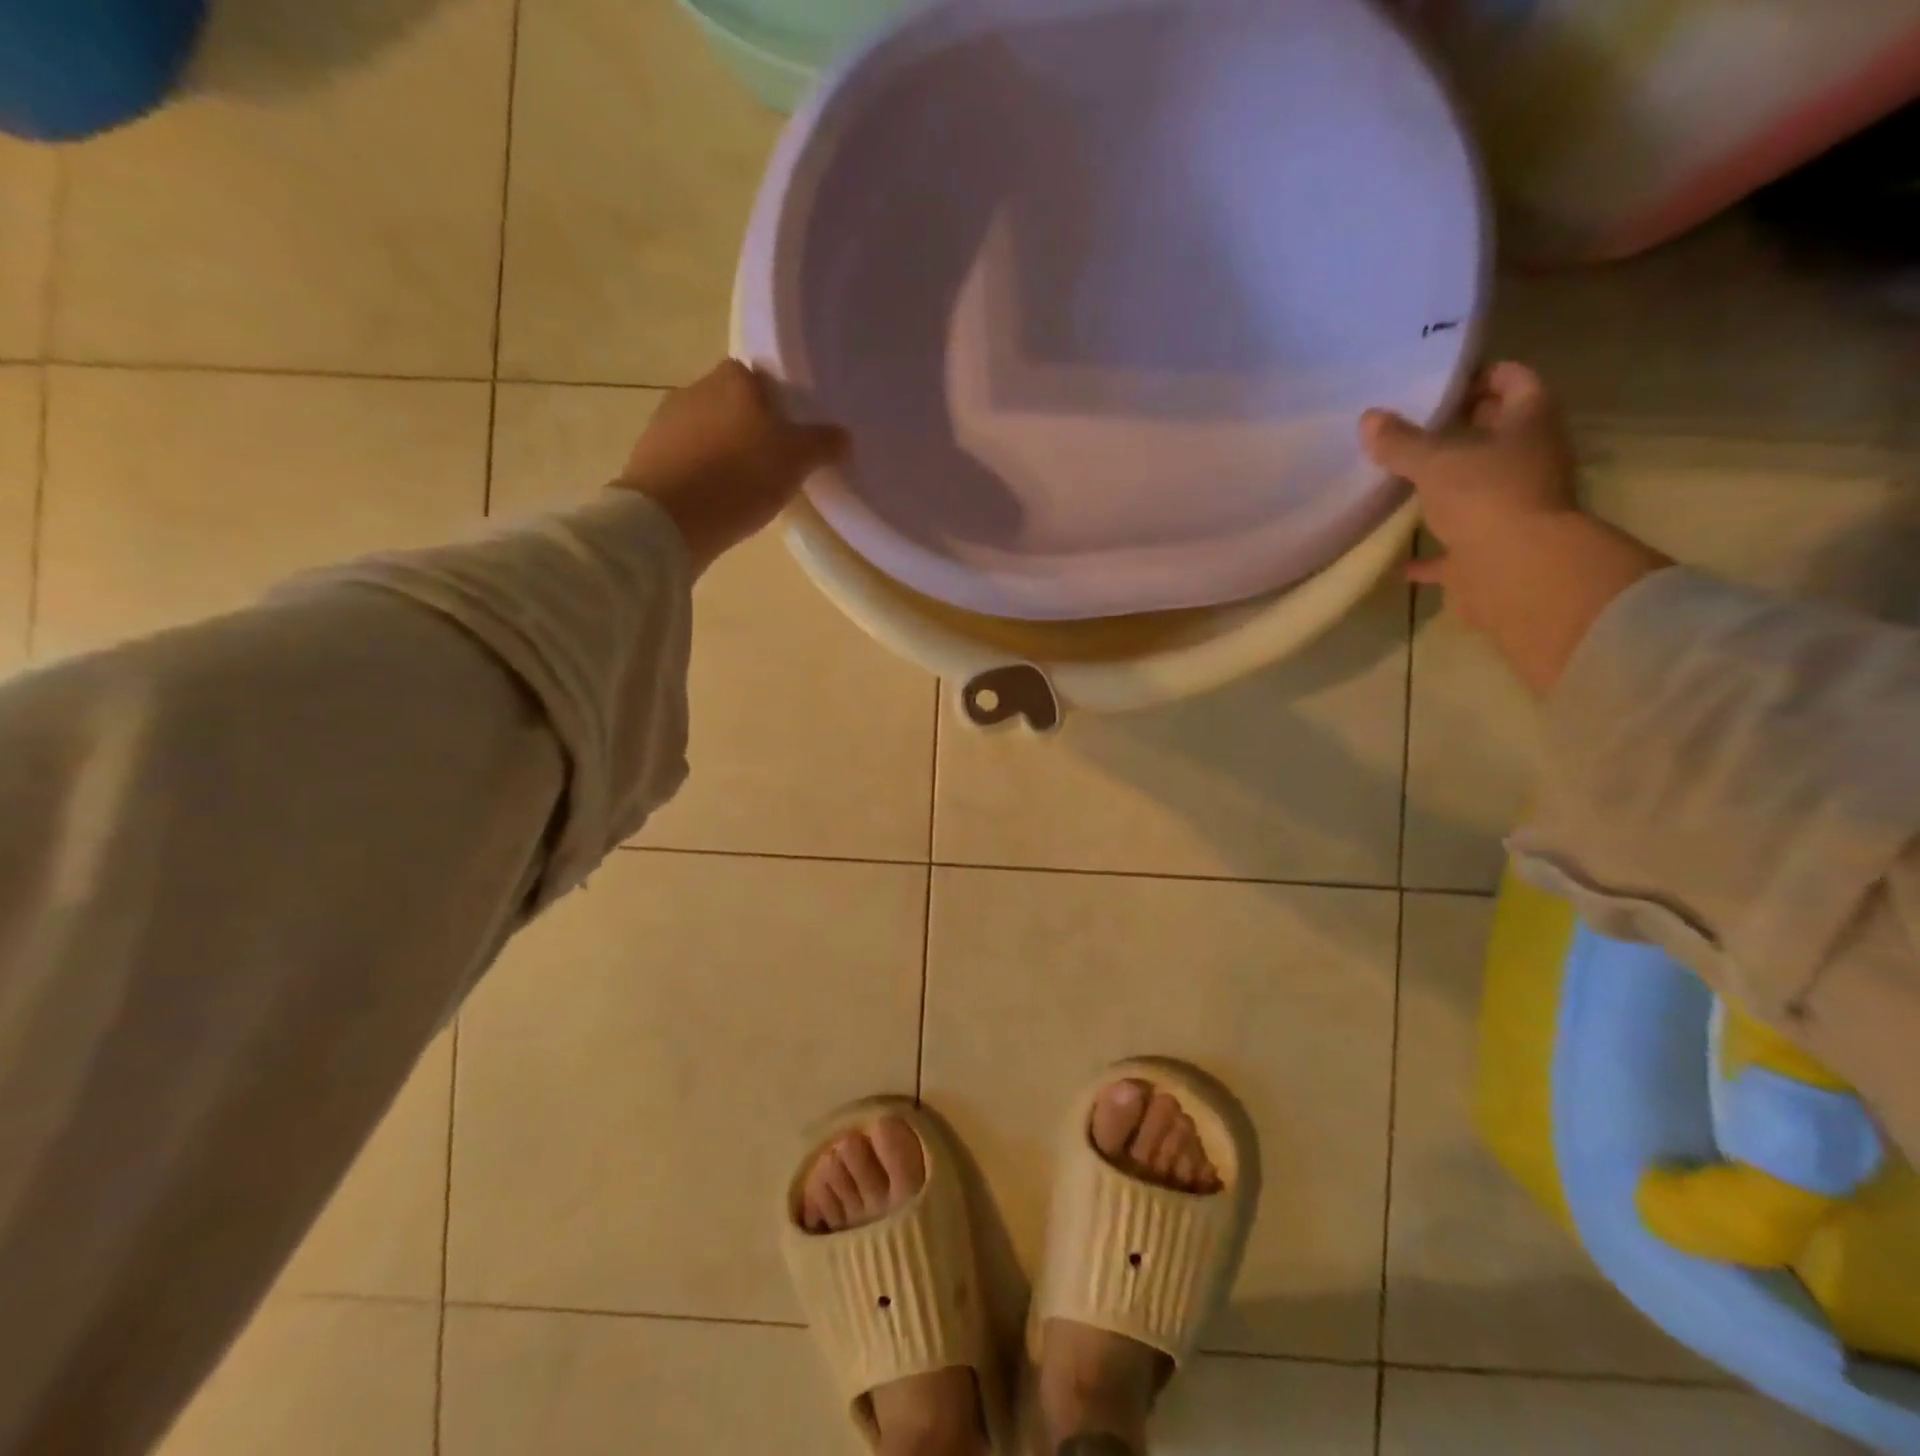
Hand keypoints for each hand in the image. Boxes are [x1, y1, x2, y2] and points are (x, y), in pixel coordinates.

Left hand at [619, 359, 848, 572]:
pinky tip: (714, 496)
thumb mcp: (796, 461)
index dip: (774, 403)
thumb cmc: (740, 477)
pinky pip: (684, 455)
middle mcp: (695, 387)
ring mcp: (665, 420)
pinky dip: (699, 470)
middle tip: (770, 461)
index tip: (787, 432)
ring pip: (705, 428)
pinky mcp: (648, 454)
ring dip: (721, 448)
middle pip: (730, 402)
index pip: (757, 378)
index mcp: (733, 379)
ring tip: (742, 483)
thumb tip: (844, 436)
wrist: (669, 518)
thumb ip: (822, 443)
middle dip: (747, 425)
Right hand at [1360, 361, 1578, 617]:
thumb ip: (1401, 442)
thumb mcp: (1434, 461)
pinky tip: (1402, 561)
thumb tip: (1369, 418)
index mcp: (1529, 423)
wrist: (1517, 571)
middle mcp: (1530, 460)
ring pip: (1478, 488)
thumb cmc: (1485, 496)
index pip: (1513, 380)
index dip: (1480, 376)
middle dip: (1460, 430)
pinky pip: (1456, 548)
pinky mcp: (1492, 550)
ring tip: (1402, 483)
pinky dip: (1432, 554)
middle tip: (1412, 429)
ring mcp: (1514, 507)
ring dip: (1447, 487)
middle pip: (1497, 434)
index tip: (1438, 383)